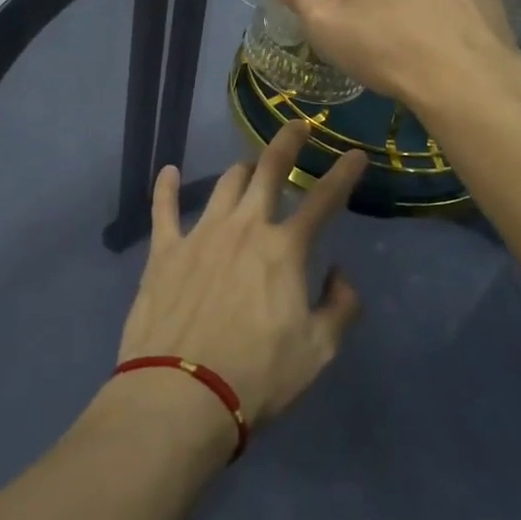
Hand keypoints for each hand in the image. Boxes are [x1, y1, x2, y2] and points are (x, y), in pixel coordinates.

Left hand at [116, 122, 364, 425]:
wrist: (181, 395)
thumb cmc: (257, 377)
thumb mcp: (317, 352)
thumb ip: (339, 308)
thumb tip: (339, 274)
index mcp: (284, 249)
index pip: (324, 201)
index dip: (344, 174)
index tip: (356, 154)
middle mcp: (245, 227)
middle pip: (268, 171)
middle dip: (287, 142)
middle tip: (297, 125)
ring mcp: (202, 233)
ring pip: (225, 184)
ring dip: (242, 169)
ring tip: (250, 165)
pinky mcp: (165, 250)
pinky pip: (164, 208)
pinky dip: (167, 187)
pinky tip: (169, 172)